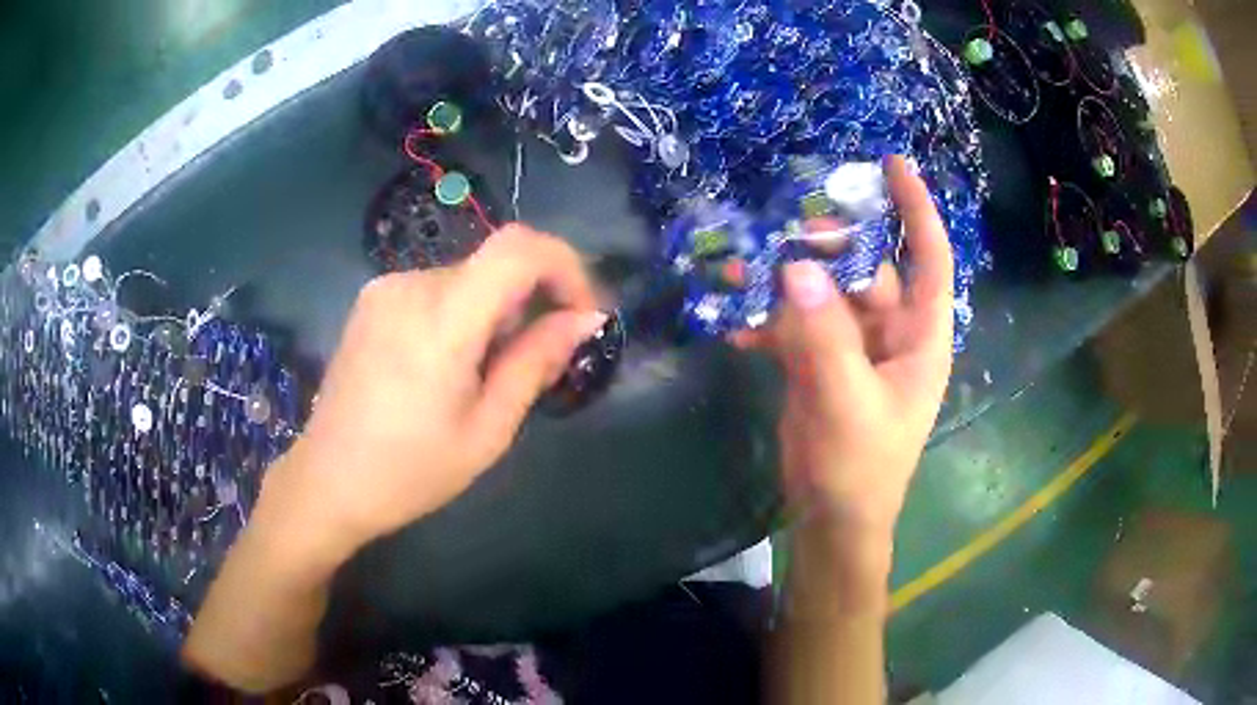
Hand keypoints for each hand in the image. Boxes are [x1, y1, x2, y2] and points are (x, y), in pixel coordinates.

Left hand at [263, 224, 605, 553]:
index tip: (580, 313)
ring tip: (480, 376)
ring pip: (468, 278)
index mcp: (442, 319)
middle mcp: (411, 284)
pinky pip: (436, 289)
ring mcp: (385, 288)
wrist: (327, 481)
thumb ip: (535, 363)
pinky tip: (444, 366)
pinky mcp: (372, 299)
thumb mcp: (487, 429)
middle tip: (531, 365)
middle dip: (530, 302)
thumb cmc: (411, 471)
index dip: (565, 265)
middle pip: (495, 265)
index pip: (518, 248)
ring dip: (494, 312)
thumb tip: (586, 319)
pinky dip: (461, 313)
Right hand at [736, 156, 953, 547]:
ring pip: (824, 294)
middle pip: (867, 268)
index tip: (894, 164)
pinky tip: (735, 326)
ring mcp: (854, 347)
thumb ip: (823, 336)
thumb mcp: (846, 401)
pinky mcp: (821, 363)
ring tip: (741, 269)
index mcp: (920, 338)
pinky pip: (797, 326)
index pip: (929, 259)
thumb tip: (796, 268)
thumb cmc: (859, 467)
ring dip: (786, 283)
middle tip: (789, 229)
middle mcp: (892, 334)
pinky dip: (768, 322)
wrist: (830, 517)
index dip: (917, 209)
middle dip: (830, 245)